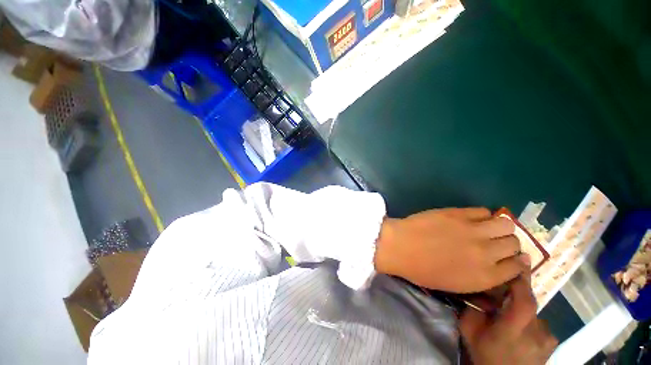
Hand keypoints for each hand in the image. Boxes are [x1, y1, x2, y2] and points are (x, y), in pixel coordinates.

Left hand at [374, 207, 528, 292]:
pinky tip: (472, 219)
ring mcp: (473, 230)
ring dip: (501, 227)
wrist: (400, 247)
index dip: (517, 261)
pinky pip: (483, 210)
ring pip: (505, 224)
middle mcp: (486, 253)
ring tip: (488, 229)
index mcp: (485, 276)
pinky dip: (482, 215)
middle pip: (514, 243)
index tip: (512, 258)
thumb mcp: (456, 284)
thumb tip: (497, 264)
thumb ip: (481, 276)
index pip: (518, 267)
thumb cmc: (422, 270)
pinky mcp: (458, 213)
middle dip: (508, 244)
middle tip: (496, 242)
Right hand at [459, 274, 557, 363]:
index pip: (524, 302)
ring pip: (533, 312)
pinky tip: (522, 331)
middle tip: (502, 296)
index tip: (521, 260)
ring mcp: (547, 339)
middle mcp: (536, 334)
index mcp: (513, 332)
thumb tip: (478, 292)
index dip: (523, 282)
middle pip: (529, 302)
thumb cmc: (486, 357)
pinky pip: (540, 322)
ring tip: (509, 320)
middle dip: (515, 294)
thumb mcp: (470, 332)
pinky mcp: (552, 342)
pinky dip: (529, 321)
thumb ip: (472, 310)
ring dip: (521, 310)